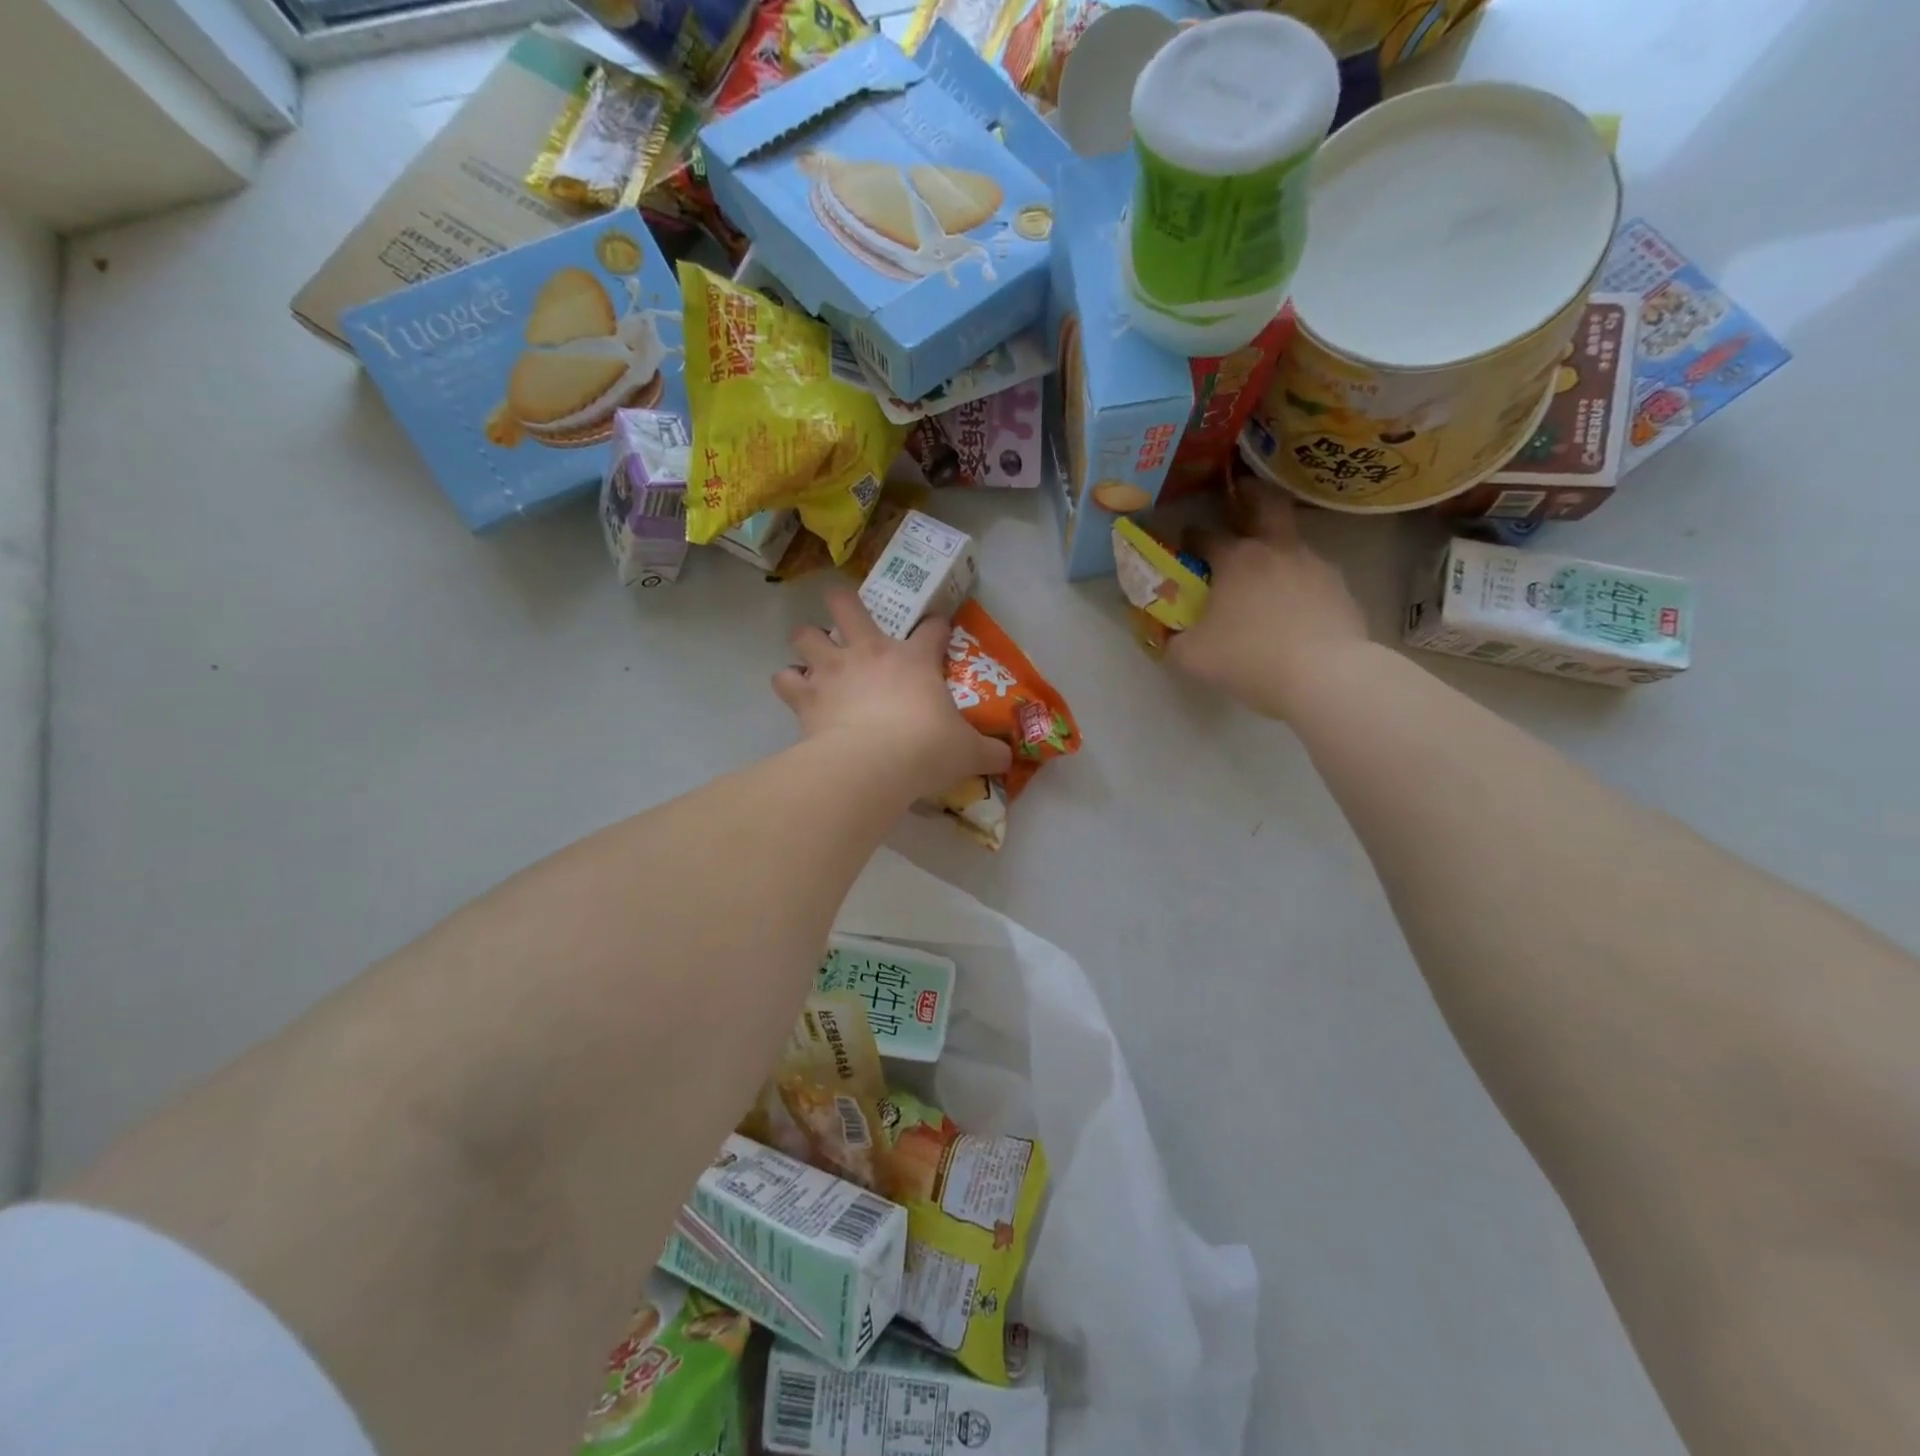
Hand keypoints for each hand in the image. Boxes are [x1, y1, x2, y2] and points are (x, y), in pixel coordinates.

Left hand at [774, 587, 1012, 799]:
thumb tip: (1009, 757)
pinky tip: (796, 693)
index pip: (932, 629)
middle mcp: (869, 652)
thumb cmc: (926, 748)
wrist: (874, 764)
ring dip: (808, 641)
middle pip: (847, 605)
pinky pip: (785, 679)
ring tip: (813, 658)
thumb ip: (989, 751)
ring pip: (806, 634)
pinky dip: (789, 683)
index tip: (939, 632)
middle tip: (846, 616)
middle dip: (844, 603)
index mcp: (914, 659)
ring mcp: (833, 669)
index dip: (937, 627)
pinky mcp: (806, 695)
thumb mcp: (968, 752)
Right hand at [1167, 477, 1371, 719]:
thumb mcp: (1193, 657)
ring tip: (1265, 574)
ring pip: (1292, 542)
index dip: (1190, 536)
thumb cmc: (1249, 658)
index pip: (1205, 534)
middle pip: (1266, 505)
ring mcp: (1314, 565)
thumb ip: (1174, 641)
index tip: (1184, 543)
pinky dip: (1298, 583)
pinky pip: (1312, 576)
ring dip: (1276, 548)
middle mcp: (1276, 550)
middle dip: (1251, 496)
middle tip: (1240, 497)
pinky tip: (1293, 607)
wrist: (1324, 675)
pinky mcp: (1340, 588)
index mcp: (1236, 559)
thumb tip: (1168, 636)